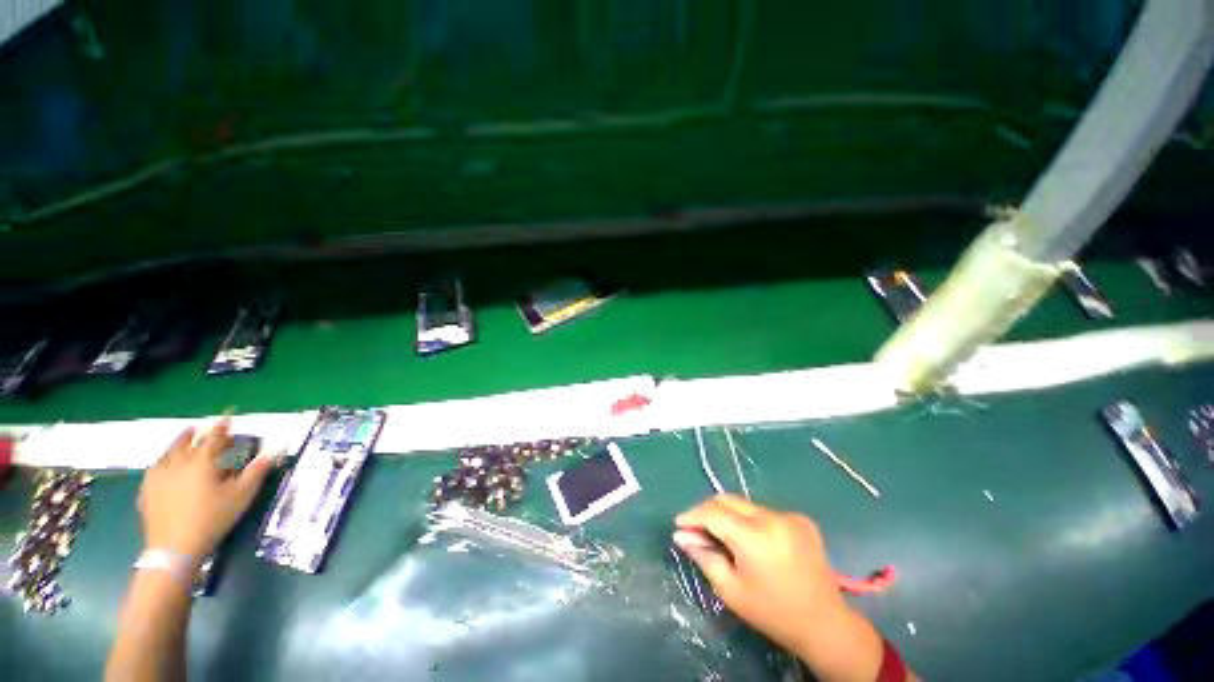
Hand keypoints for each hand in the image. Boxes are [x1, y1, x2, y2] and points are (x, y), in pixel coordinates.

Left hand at [139, 418, 274, 562]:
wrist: (174, 548)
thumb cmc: (212, 518)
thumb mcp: (241, 496)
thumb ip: (257, 471)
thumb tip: (274, 450)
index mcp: (202, 461)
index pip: (214, 436)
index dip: (223, 425)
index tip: (229, 415)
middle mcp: (178, 462)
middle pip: (186, 441)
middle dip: (198, 432)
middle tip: (205, 428)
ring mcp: (159, 476)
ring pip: (168, 452)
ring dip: (178, 443)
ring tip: (184, 439)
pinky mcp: (147, 491)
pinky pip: (155, 469)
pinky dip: (163, 462)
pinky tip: (163, 466)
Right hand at [674, 495, 886, 681]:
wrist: (824, 624)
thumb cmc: (772, 613)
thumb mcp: (731, 590)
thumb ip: (704, 556)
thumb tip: (681, 535)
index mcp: (756, 537)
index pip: (714, 513)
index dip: (693, 515)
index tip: (678, 524)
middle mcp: (773, 517)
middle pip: (728, 500)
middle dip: (707, 511)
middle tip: (694, 528)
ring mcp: (789, 515)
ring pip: (744, 505)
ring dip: (727, 515)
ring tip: (718, 534)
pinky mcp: (800, 518)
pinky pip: (763, 512)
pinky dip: (748, 520)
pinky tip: (747, 539)